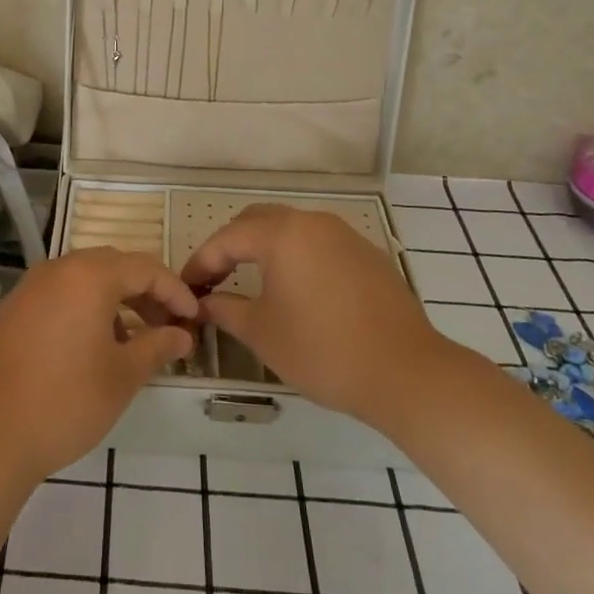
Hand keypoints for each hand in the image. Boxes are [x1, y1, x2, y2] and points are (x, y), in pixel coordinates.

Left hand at [0, 248, 197, 486]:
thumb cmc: (65, 401)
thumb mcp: (122, 377)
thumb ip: (156, 347)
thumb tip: (181, 335)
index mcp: (88, 276)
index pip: (144, 268)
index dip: (175, 291)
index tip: (194, 319)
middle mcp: (56, 270)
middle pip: (112, 267)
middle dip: (145, 293)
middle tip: (166, 326)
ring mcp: (28, 289)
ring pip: (82, 281)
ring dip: (114, 302)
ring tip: (131, 342)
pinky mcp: (9, 311)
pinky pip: (57, 297)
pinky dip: (83, 310)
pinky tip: (90, 348)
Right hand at [180, 204, 455, 433]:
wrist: (406, 372)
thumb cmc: (322, 350)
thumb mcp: (262, 332)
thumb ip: (226, 309)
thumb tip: (205, 303)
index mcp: (282, 233)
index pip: (227, 238)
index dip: (201, 263)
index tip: (186, 288)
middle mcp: (312, 222)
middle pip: (258, 221)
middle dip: (230, 246)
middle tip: (213, 279)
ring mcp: (345, 235)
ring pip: (291, 229)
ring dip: (264, 249)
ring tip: (249, 281)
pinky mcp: (368, 255)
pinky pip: (318, 245)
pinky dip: (295, 258)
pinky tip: (295, 290)